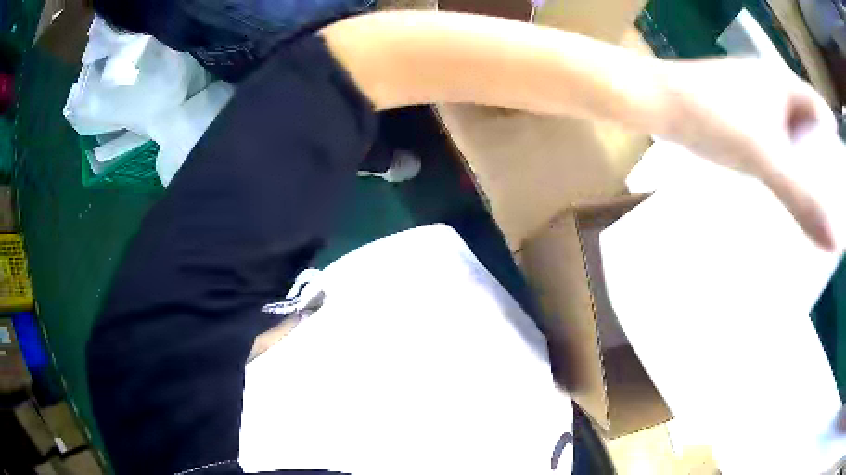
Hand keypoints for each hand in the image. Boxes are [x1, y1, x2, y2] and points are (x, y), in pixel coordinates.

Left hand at [662, 58, 838, 250]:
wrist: (658, 103)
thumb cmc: (714, 117)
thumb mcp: (766, 158)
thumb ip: (802, 199)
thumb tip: (834, 243)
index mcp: (786, 84)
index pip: (825, 118)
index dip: (837, 153)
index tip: (844, 193)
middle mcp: (776, 89)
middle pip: (813, 132)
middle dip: (823, 169)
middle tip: (831, 212)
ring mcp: (759, 102)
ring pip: (794, 141)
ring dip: (804, 172)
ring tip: (813, 214)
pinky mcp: (744, 119)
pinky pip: (776, 146)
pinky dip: (784, 170)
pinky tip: (785, 198)